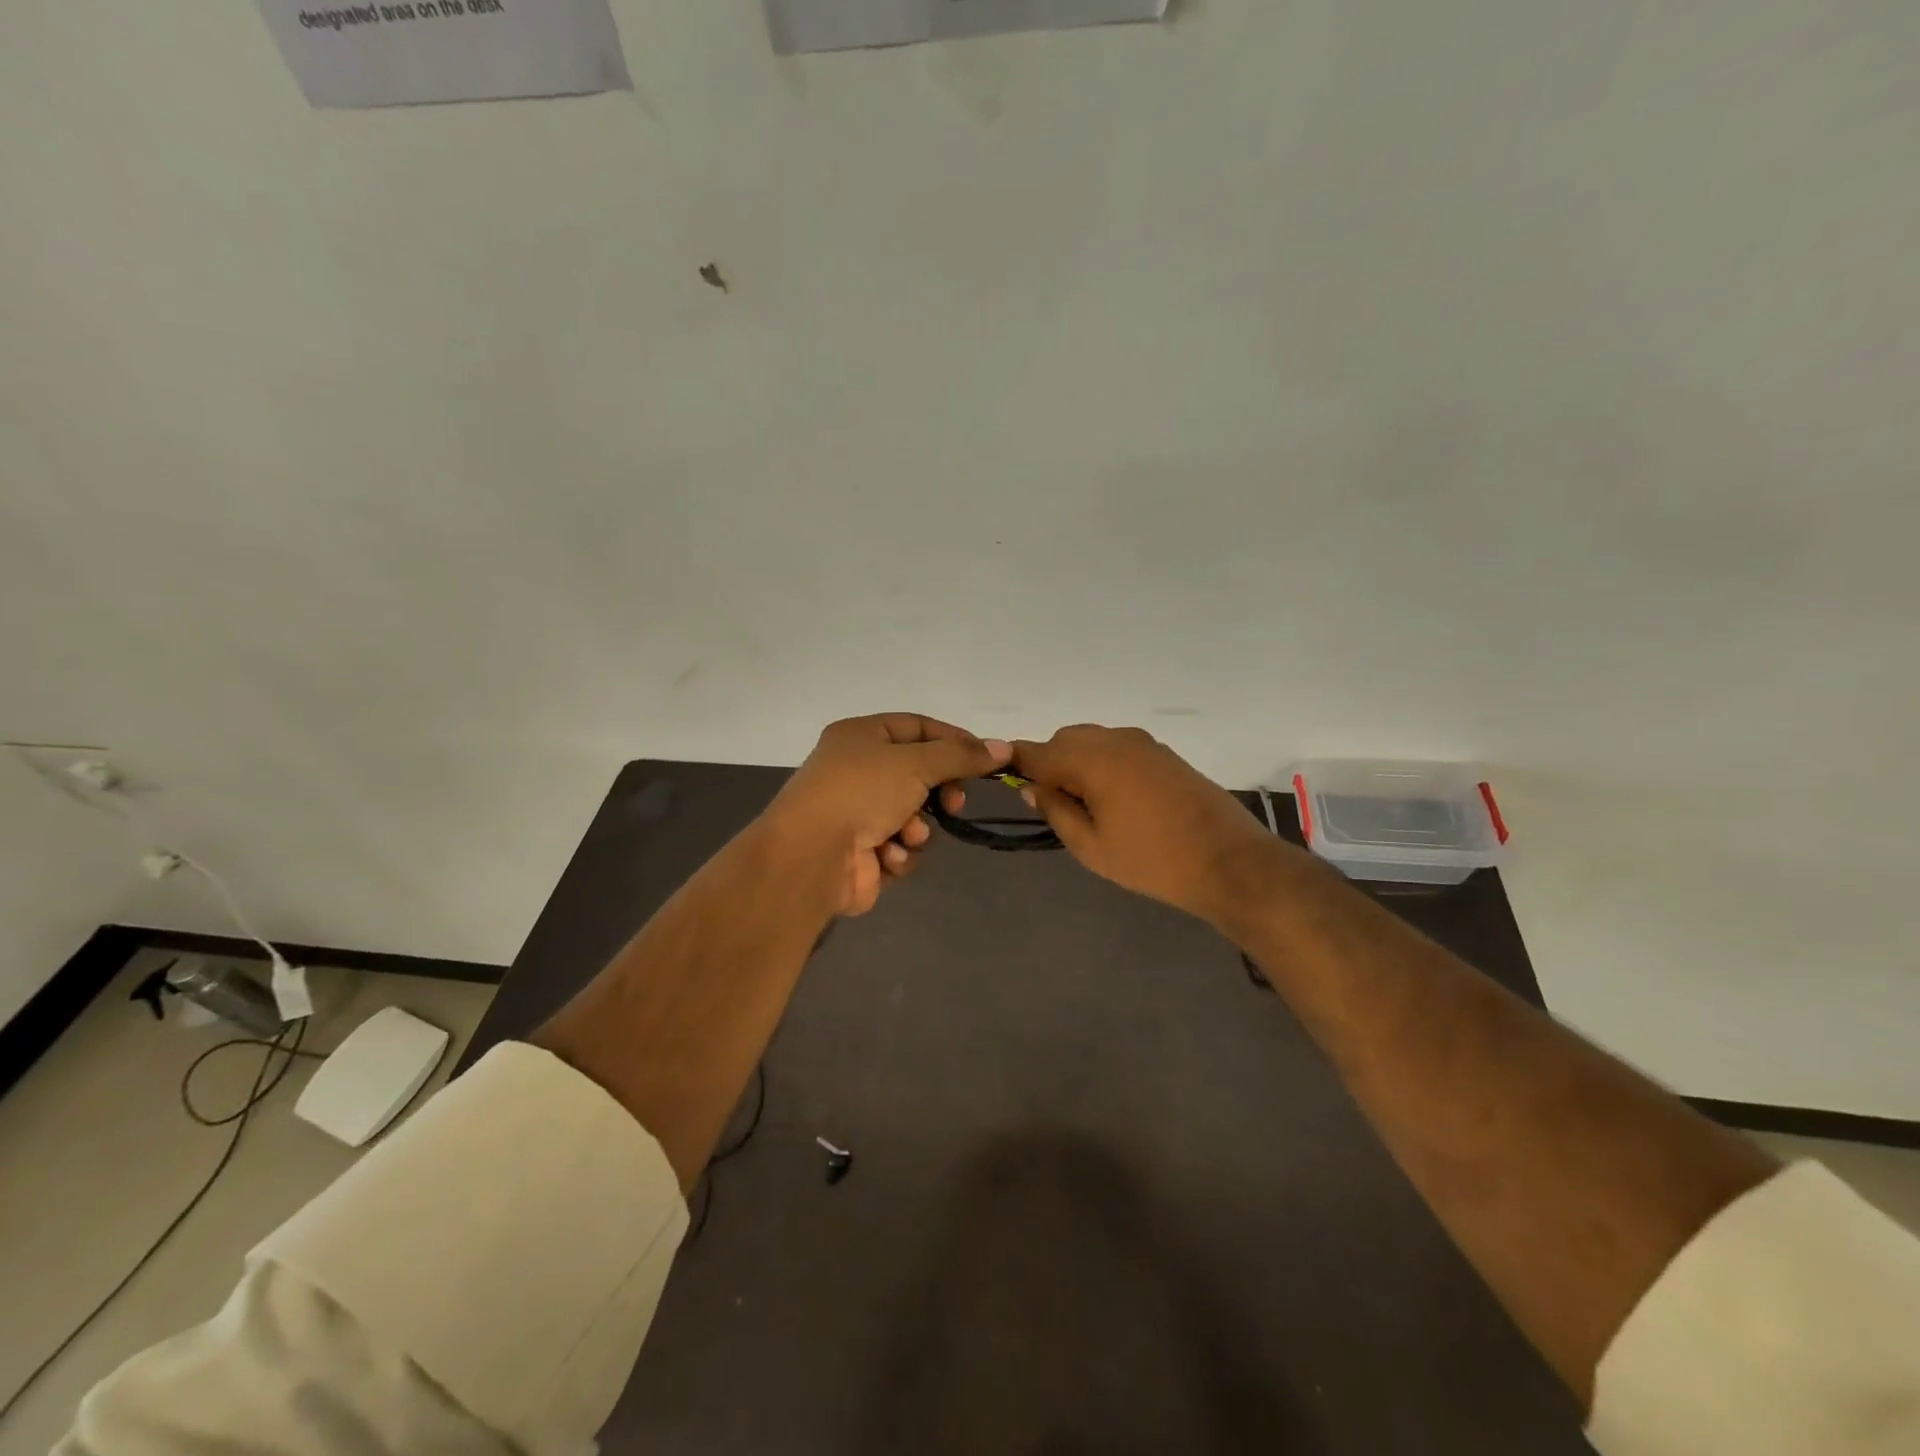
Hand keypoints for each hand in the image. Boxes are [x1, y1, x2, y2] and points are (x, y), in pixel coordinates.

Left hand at [765, 714, 1011, 916]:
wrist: (811, 856)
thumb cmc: (861, 792)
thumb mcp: (916, 762)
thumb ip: (961, 756)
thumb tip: (1003, 748)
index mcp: (861, 736)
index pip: (918, 727)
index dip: (954, 740)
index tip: (987, 758)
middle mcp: (857, 770)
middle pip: (919, 774)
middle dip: (940, 791)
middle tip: (953, 803)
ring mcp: (857, 813)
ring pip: (913, 815)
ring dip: (918, 827)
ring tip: (907, 834)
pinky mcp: (861, 853)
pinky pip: (899, 847)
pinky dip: (899, 852)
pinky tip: (887, 856)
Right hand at [1012, 725, 1281, 923]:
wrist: (1229, 861)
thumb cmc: (1152, 861)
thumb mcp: (1091, 847)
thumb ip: (1056, 811)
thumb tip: (1032, 788)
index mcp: (1092, 760)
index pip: (1037, 752)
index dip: (1015, 763)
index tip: (1004, 779)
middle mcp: (1115, 740)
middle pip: (1064, 740)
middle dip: (1050, 764)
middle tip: (1056, 806)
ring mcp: (1143, 743)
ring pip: (1092, 741)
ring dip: (1078, 763)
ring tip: (1088, 806)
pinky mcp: (1163, 753)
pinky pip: (1117, 747)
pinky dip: (1103, 763)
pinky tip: (1116, 798)